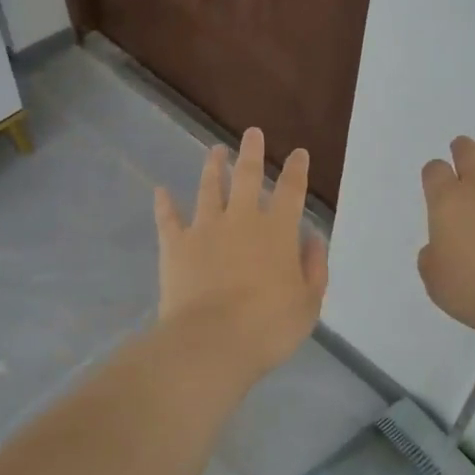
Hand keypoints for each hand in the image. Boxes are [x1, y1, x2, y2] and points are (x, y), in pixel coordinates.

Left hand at [154, 128, 328, 379]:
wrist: (211, 342)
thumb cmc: (268, 326)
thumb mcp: (308, 303)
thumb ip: (314, 268)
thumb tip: (312, 238)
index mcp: (278, 232)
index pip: (292, 192)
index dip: (297, 170)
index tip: (299, 153)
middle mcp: (242, 220)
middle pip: (248, 177)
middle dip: (252, 153)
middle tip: (252, 132)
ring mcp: (205, 229)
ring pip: (209, 189)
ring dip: (213, 168)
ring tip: (215, 150)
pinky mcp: (176, 245)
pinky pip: (168, 219)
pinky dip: (164, 204)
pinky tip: (160, 190)